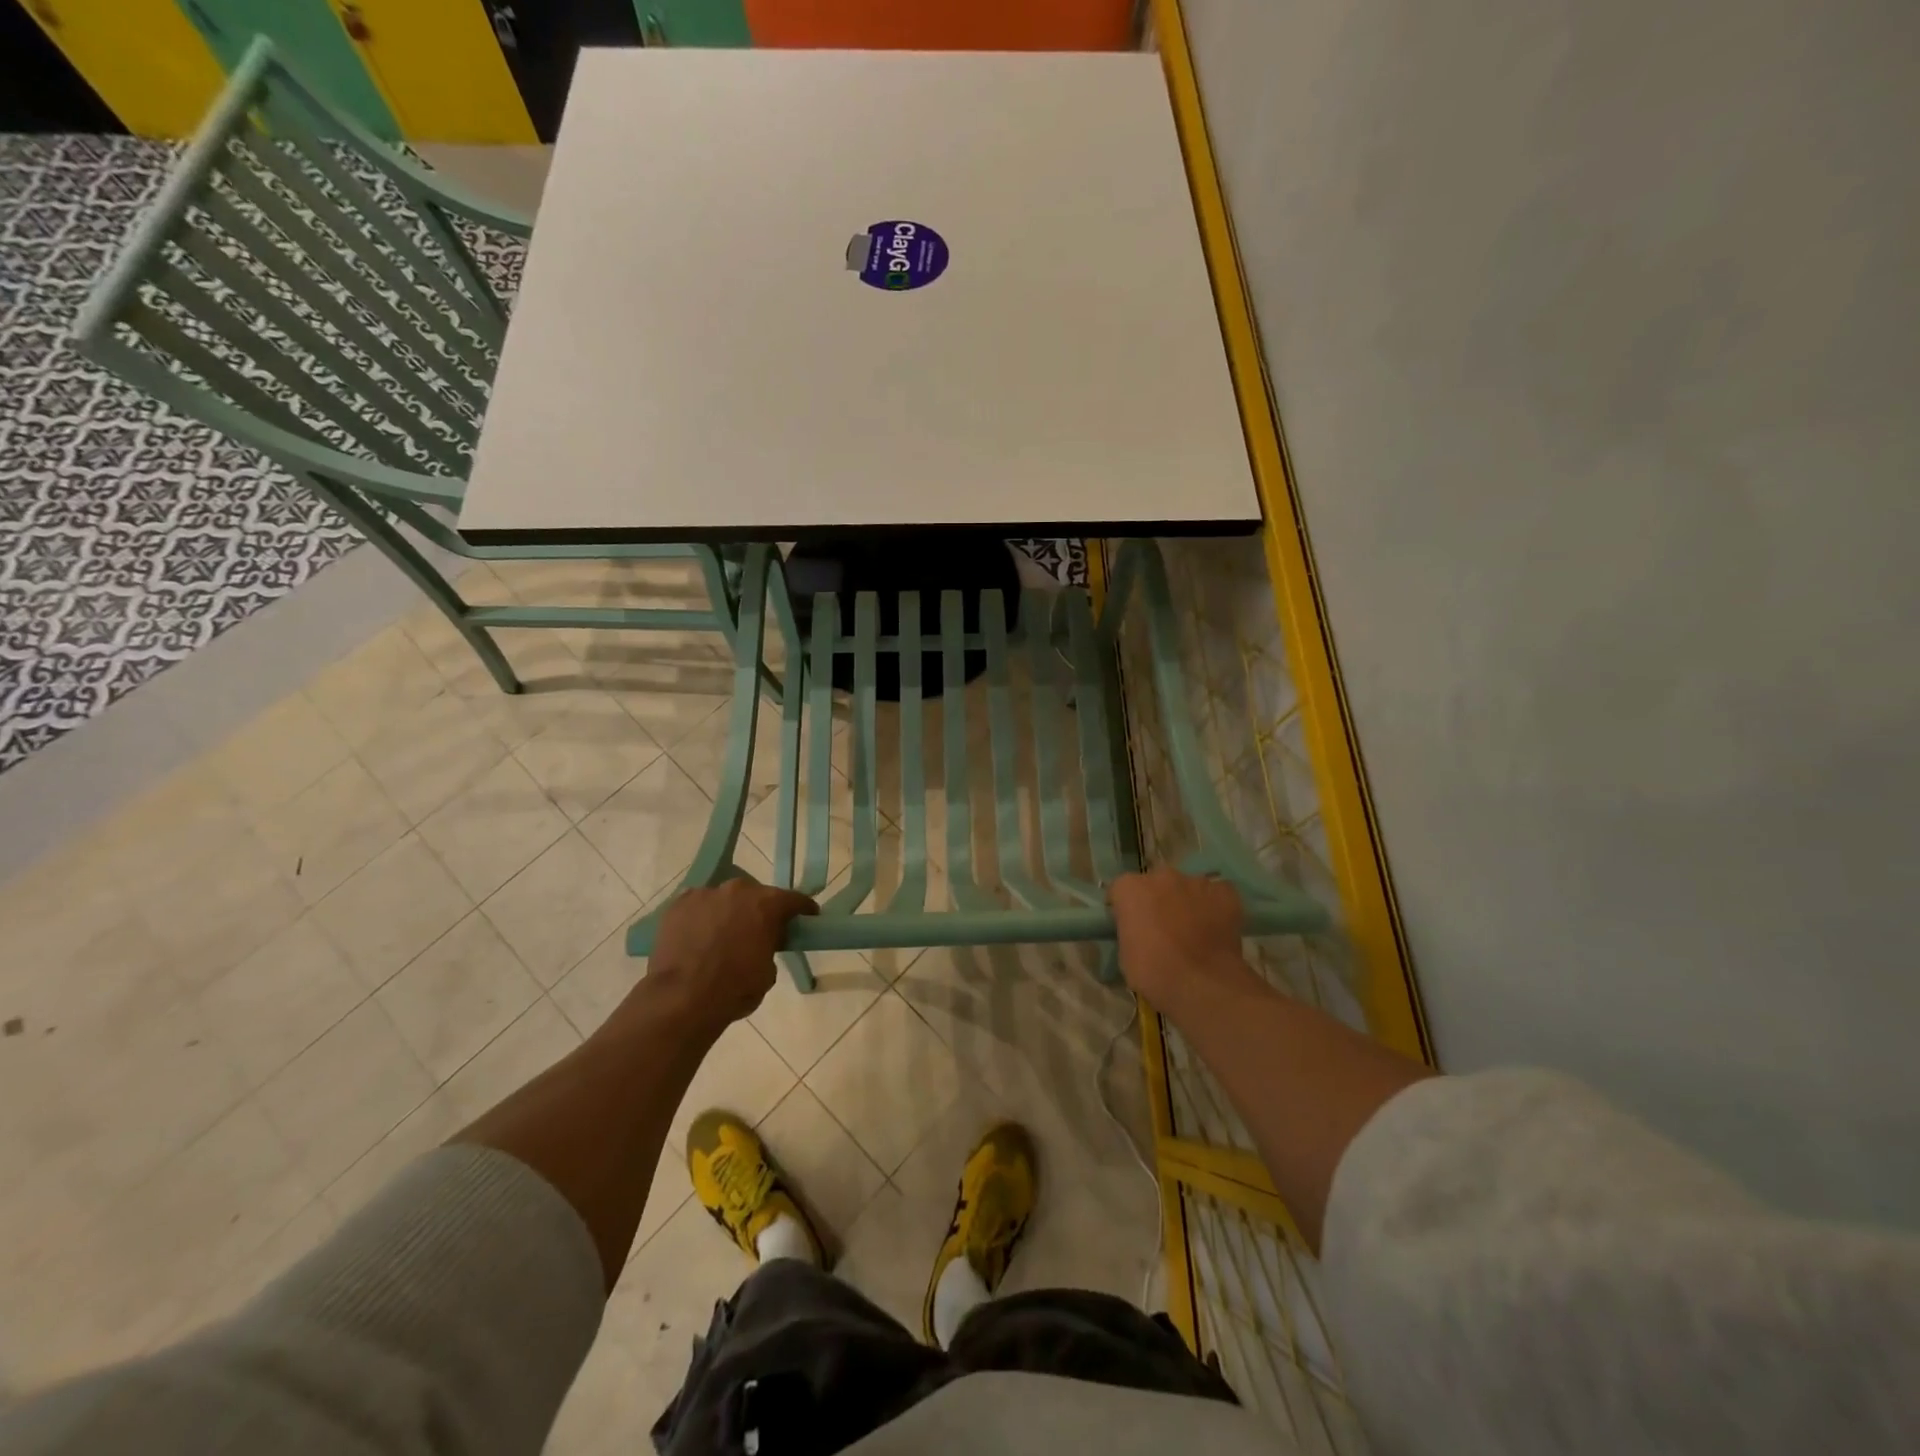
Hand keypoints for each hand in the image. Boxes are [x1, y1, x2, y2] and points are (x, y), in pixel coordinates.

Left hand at [644, 878, 817, 1034]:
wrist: (682, 999)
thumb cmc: (735, 989)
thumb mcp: (768, 971)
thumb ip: (769, 946)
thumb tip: (761, 942)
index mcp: (767, 904)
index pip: (794, 900)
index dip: (802, 910)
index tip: (806, 918)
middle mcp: (738, 890)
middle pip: (755, 895)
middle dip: (759, 910)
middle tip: (758, 931)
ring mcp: (705, 894)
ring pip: (724, 899)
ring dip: (728, 912)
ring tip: (722, 936)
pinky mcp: (678, 905)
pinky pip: (697, 906)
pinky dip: (701, 917)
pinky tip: (698, 936)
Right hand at [1109, 868, 1258, 1020]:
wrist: (1203, 984)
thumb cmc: (1154, 972)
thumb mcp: (1125, 955)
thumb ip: (1130, 931)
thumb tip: (1140, 933)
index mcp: (1130, 888)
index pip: (1121, 891)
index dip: (1126, 909)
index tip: (1131, 927)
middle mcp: (1161, 876)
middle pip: (1156, 884)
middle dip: (1157, 900)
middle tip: (1162, 929)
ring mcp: (1196, 882)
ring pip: (1187, 888)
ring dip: (1186, 903)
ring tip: (1193, 932)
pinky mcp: (1225, 893)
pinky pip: (1216, 895)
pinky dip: (1215, 907)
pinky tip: (1216, 928)